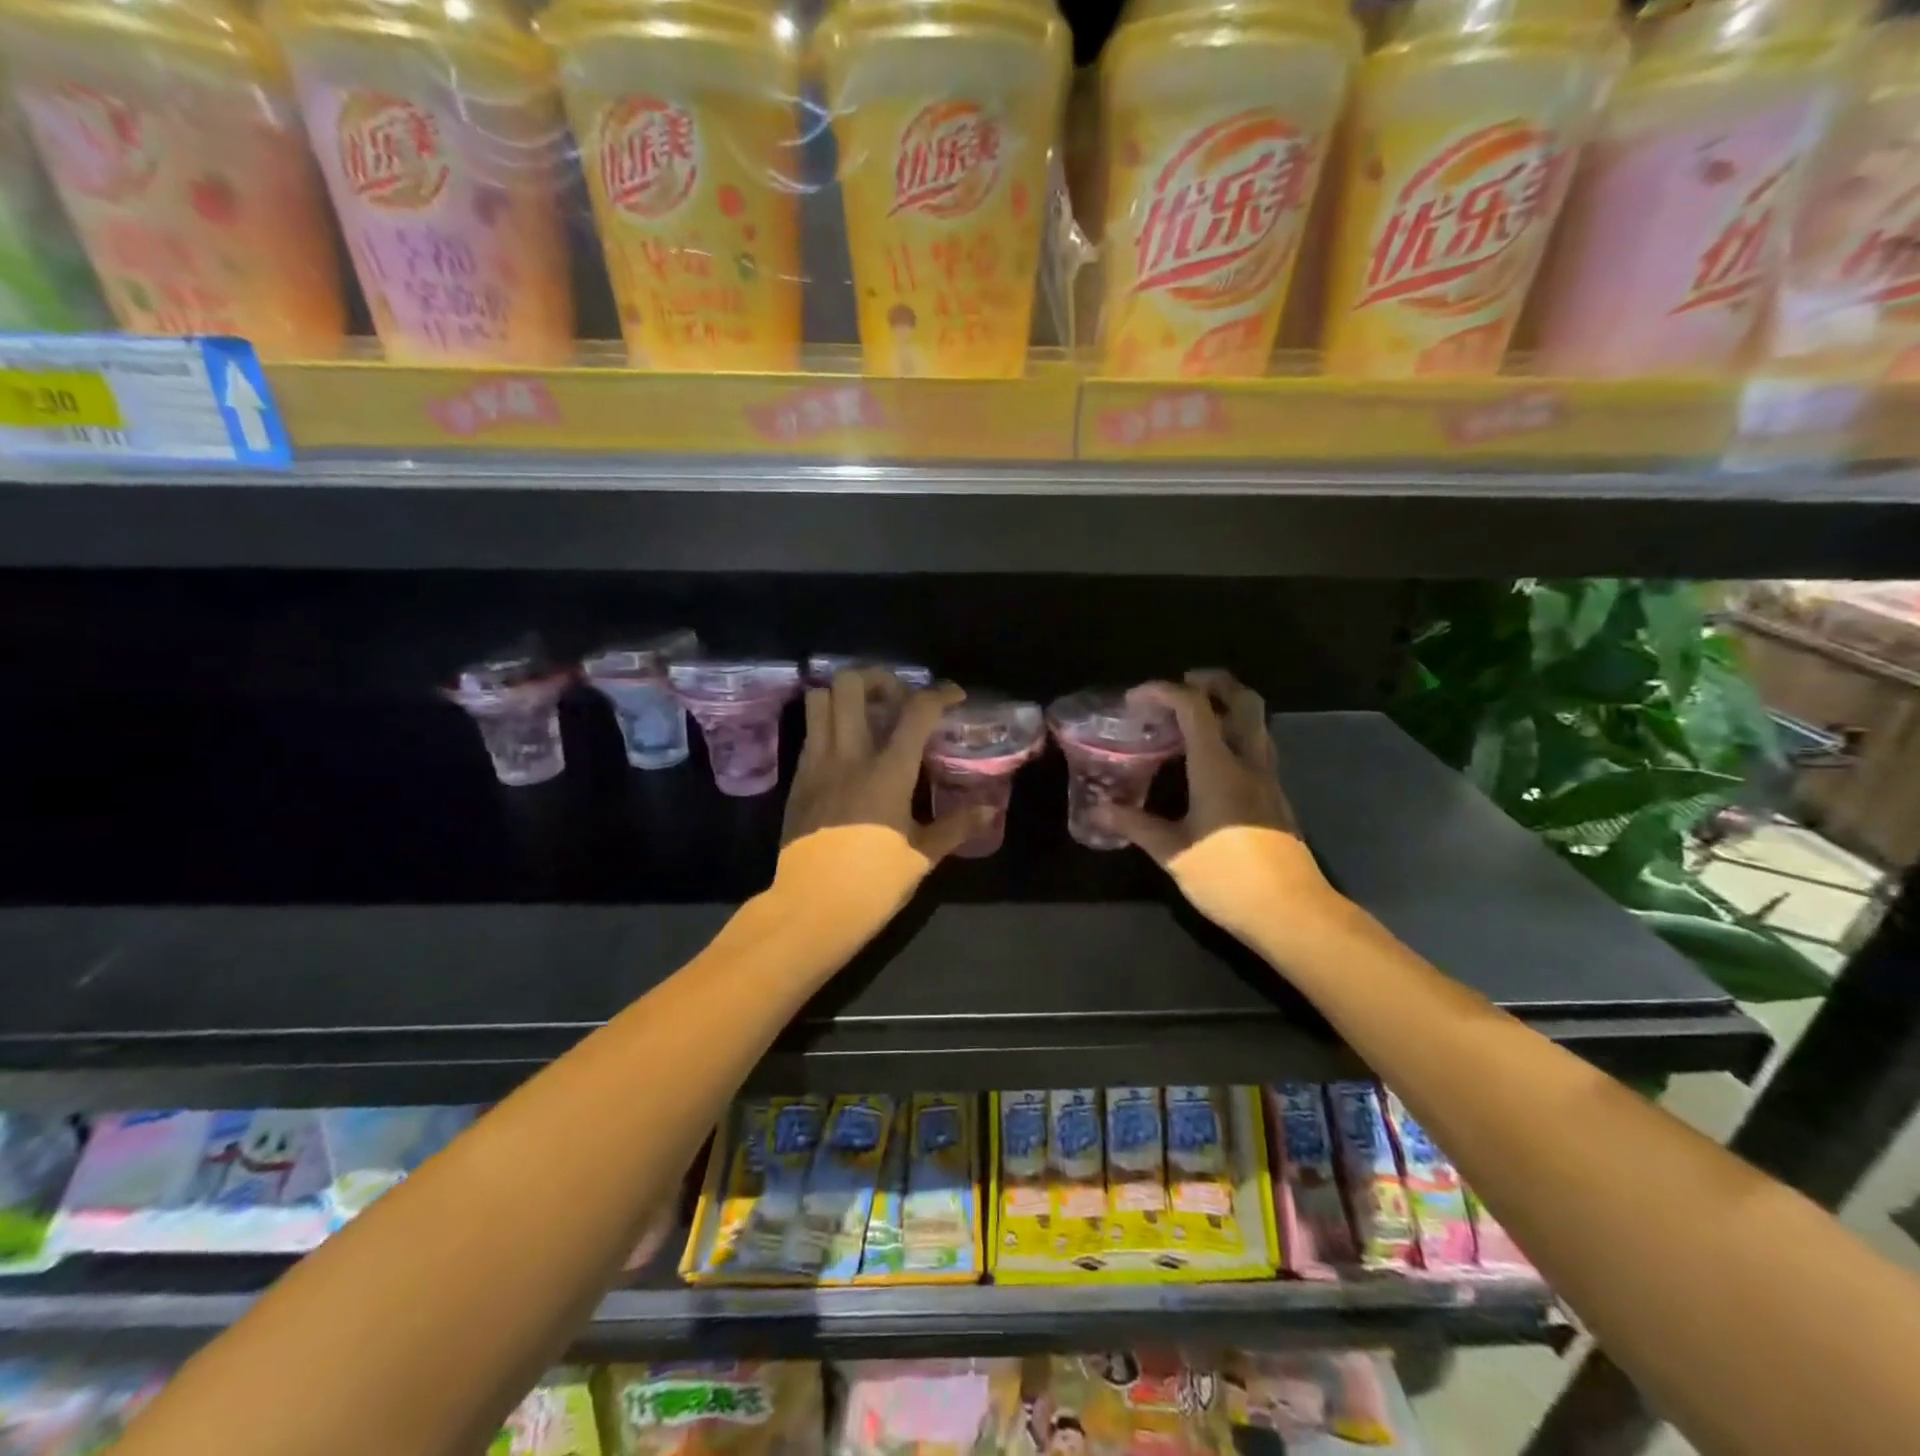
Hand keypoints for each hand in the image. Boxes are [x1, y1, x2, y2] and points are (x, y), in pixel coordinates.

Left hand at [782, 669, 987, 861]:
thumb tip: (991, 809)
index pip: (916, 712)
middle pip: (852, 685)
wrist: (812, 907)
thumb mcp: (922, 855)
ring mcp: (817, 764)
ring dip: (844, 696)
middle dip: (879, 679)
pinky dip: (828, 725)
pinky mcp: (798, 779)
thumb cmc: (873, 881)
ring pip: (820, 700)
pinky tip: (846, 749)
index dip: (939, 694)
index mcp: (888, 771)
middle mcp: (849, 755)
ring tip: (866, 715)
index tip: (953, 696)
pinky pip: (810, 732)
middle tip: (897, 700)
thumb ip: (957, 825)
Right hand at [1099, 670, 1298, 862]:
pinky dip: (1235, 735)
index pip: (1195, 708)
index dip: (1163, 691)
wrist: (1291, 913)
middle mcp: (1249, 762)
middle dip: (1213, 681)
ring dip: (1229, 706)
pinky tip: (1212, 760)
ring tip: (1195, 717)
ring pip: (1257, 722)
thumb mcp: (1172, 853)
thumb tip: (1099, 810)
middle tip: (1182, 684)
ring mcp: (1269, 779)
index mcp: (1219, 768)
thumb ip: (1135, 825)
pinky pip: (1258, 748)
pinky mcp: (1276, 798)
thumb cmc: (1227, 878)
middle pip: (1243, 700)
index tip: (1135, 698)